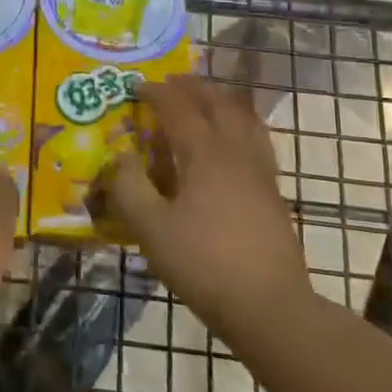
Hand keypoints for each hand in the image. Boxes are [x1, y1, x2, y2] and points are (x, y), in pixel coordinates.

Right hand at [91, 74, 312, 339]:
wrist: (270, 308)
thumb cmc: (205, 264)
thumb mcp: (151, 229)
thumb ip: (129, 188)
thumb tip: (117, 157)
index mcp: (205, 153)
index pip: (178, 107)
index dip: (156, 92)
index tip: (137, 87)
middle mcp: (235, 151)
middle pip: (218, 102)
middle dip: (192, 87)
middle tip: (171, 84)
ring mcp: (260, 170)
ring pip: (244, 117)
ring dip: (221, 101)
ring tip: (204, 101)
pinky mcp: (273, 192)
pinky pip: (256, 139)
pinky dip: (239, 125)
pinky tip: (231, 143)